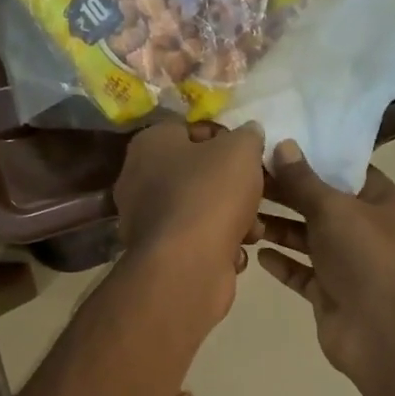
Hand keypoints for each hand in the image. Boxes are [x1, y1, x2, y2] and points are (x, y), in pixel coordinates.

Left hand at [115, 120, 265, 322]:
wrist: (186, 265)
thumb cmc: (210, 194)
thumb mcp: (241, 150)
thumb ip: (247, 136)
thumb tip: (248, 133)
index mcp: (149, 144)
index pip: (188, 130)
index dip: (223, 139)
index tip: (249, 155)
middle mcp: (138, 180)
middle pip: (195, 174)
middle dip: (231, 186)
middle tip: (256, 194)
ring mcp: (146, 221)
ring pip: (198, 211)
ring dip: (231, 220)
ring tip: (253, 230)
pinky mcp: (159, 255)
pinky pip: (194, 242)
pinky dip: (216, 247)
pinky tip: (234, 255)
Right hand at [258, 139, 394, 381]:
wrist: (380, 332)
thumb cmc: (365, 258)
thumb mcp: (334, 209)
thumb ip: (304, 181)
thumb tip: (282, 145)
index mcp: (381, 202)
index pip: (346, 171)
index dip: (313, 158)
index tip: (275, 147)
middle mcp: (365, 229)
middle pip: (320, 204)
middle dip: (287, 194)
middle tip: (246, 179)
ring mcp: (346, 263)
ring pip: (307, 238)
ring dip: (279, 228)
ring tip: (243, 215)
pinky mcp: (328, 291)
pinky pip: (301, 271)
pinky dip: (281, 262)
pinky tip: (257, 252)